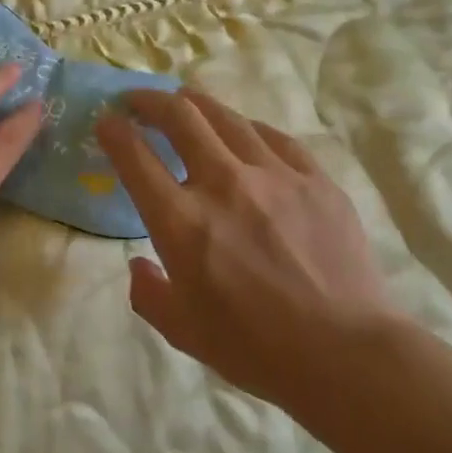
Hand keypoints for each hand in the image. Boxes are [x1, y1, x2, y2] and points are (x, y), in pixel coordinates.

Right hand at [96, 91, 396, 420]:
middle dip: (150, 100)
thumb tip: (140, 264)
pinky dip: (248, 128)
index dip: (114, 132)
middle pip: (180, 117)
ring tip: (185, 103)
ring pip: (228, 117)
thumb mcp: (182, 332)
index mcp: (182, 222)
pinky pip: (275, 138)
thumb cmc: (255, 349)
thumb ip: (148, 293)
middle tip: (138, 101)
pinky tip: (245, 132)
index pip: (135, 157)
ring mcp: (275, 175)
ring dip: (197, 104)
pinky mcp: (315, 178)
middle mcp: (224, 184)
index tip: (107, 123)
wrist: (345, 352)